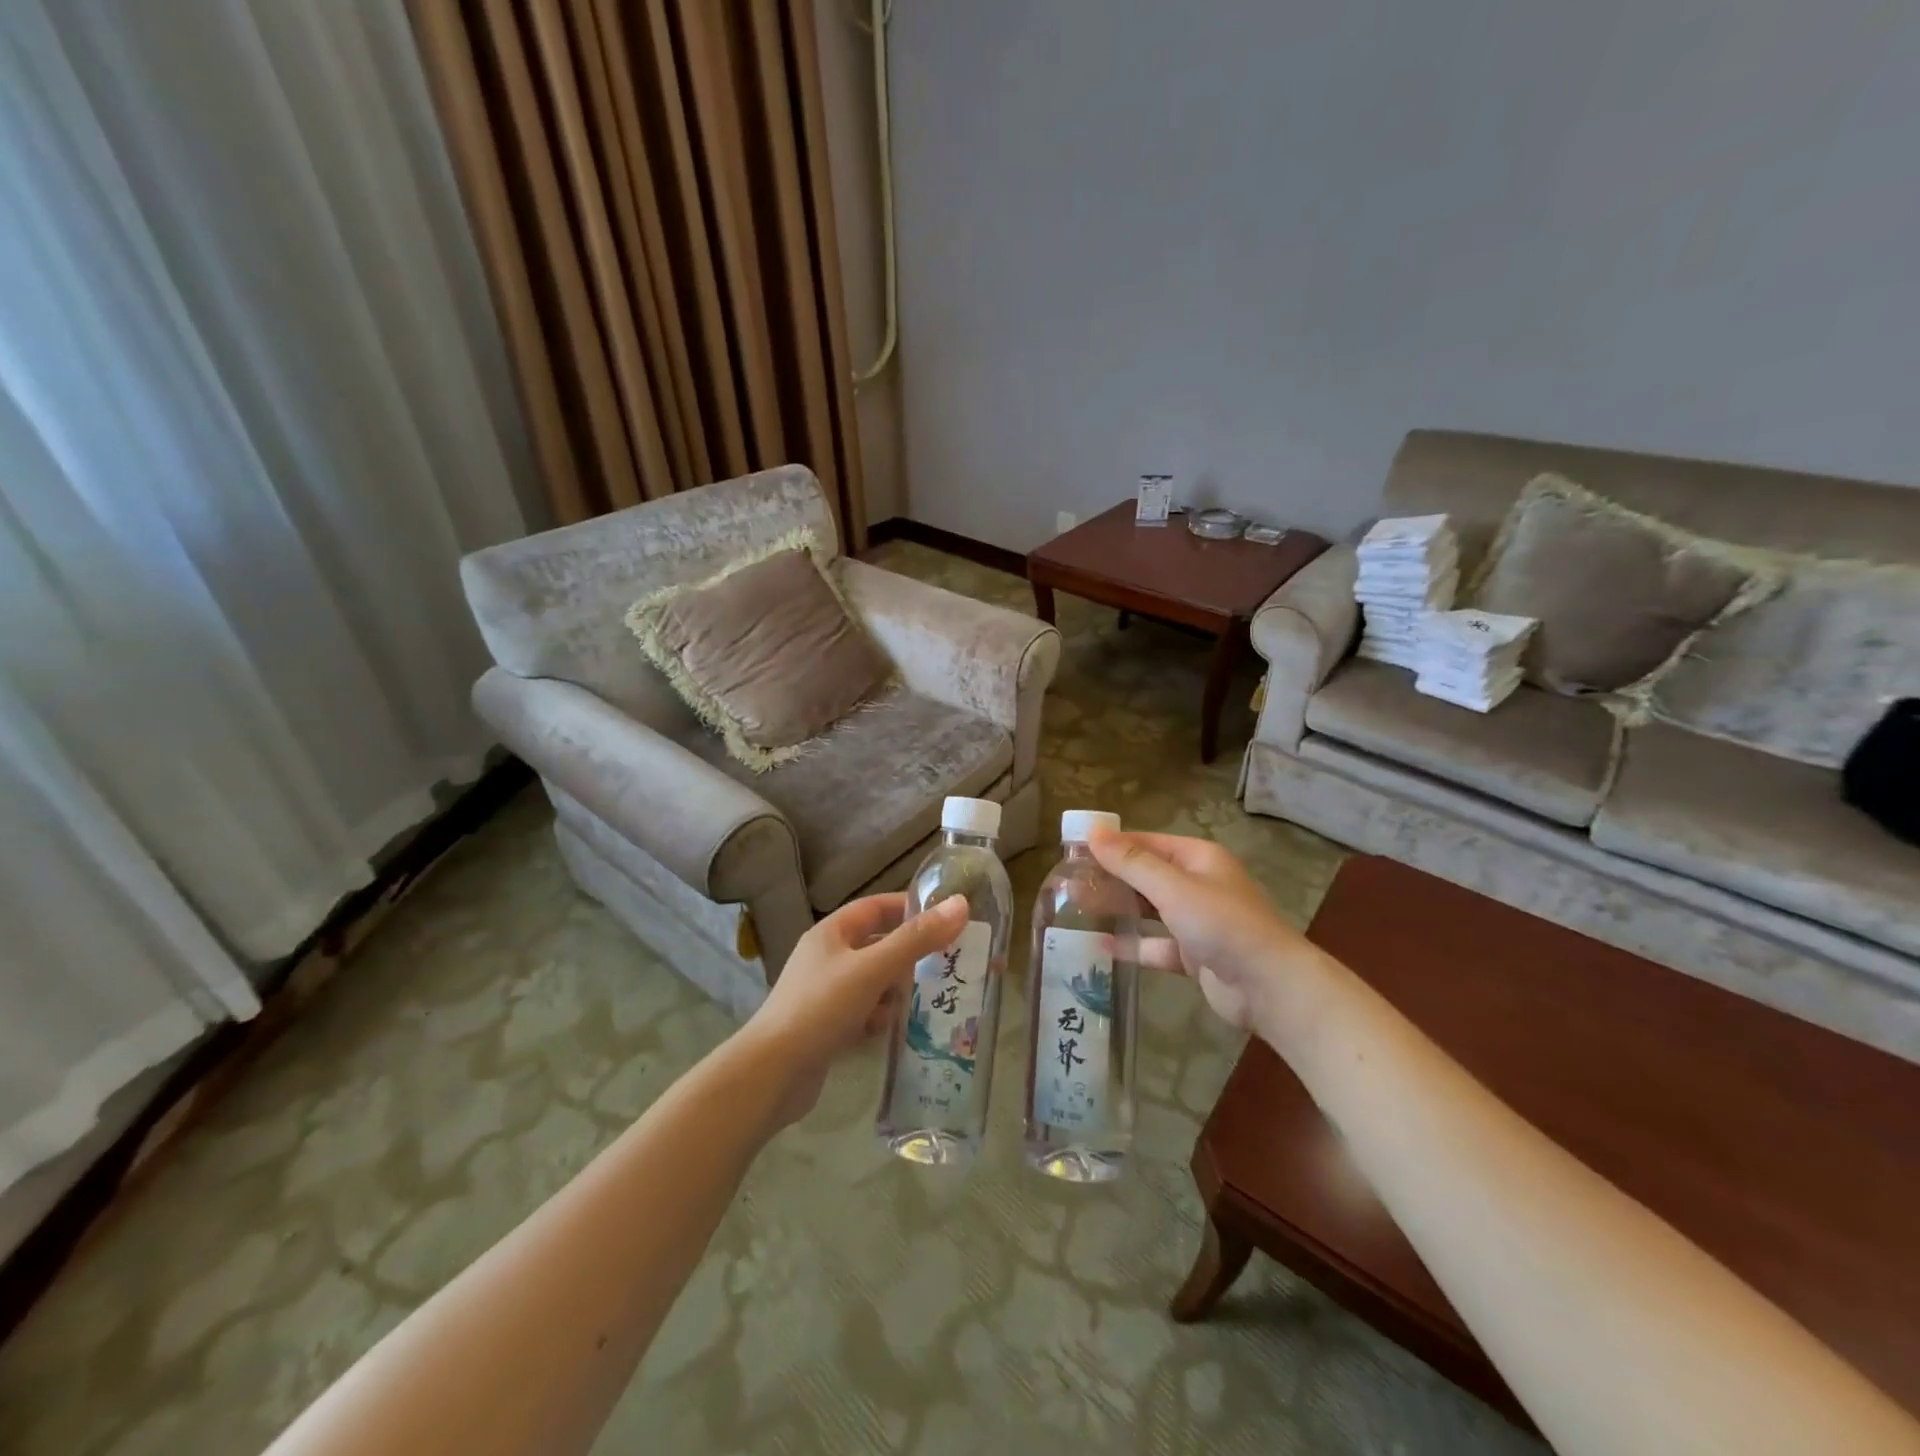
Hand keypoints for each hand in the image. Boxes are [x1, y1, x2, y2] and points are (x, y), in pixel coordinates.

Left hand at [740, 893, 968, 1124]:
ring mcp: (826, 993)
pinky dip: (883, 1016)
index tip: (947, 917)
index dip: (910, 908)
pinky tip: (901, 1028)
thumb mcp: (872, 968)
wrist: (771, 1075)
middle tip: (951, 961)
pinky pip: (865, 1011)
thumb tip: (960, 905)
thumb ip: (916, 939)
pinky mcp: (828, 1027)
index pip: (876, 907)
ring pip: (874, 981)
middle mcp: (828, 957)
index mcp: (832, 933)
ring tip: (936, 996)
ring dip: (900, 988)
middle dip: (912, 953)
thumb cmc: (821, 1008)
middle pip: (878, 945)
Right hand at [1087, 827, 1314, 1032]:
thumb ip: (1132, 863)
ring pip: (1149, 909)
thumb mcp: (1174, 888)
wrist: (1271, 988)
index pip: (1145, 842)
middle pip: (1146, 875)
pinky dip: (1133, 945)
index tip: (1073, 850)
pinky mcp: (1194, 954)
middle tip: (1068, 881)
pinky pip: (1156, 945)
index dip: (1111, 844)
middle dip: (1110, 877)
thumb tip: (1093, 831)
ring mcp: (1197, 921)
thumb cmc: (1223, 925)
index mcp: (1198, 858)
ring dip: (1118, 908)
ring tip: (1077, 908)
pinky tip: (1102, 946)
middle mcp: (1198, 884)